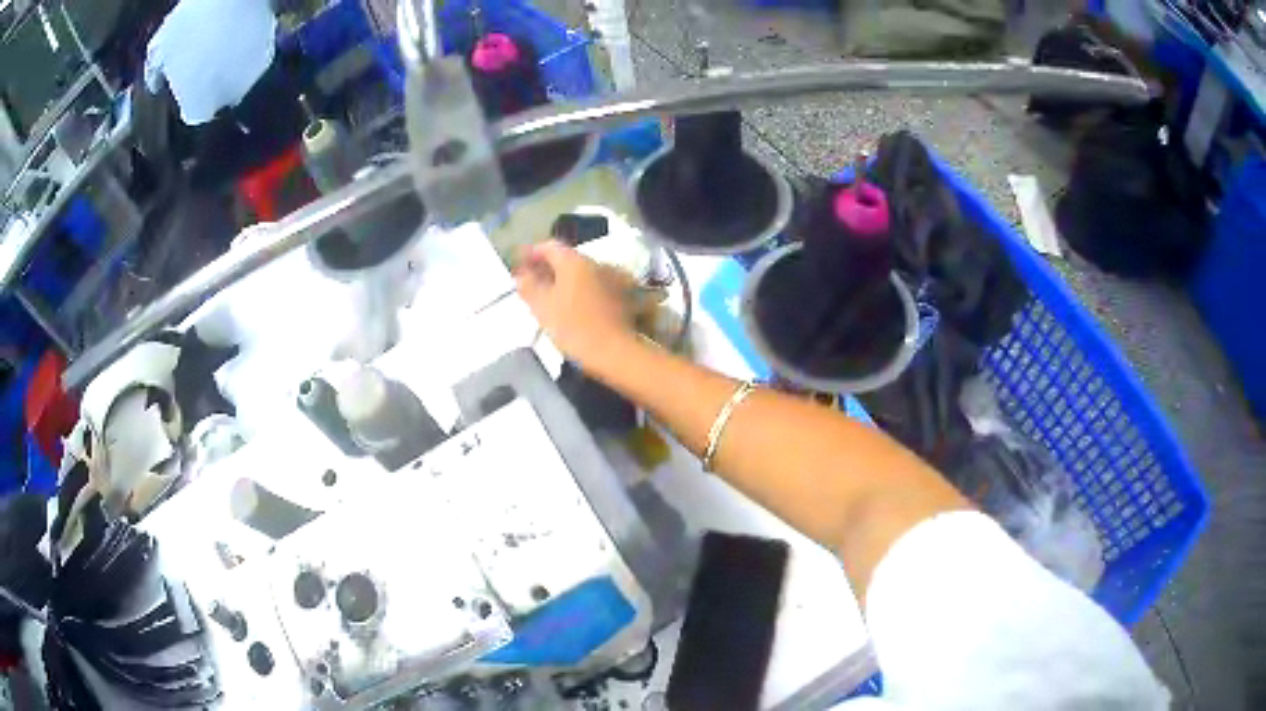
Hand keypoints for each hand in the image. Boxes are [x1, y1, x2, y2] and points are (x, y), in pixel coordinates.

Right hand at [515, 240, 638, 367]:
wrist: (614, 351)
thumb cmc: (574, 327)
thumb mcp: (542, 307)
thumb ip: (528, 286)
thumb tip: (521, 275)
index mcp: (574, 261)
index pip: (548, 247)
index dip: (531, 254)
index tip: (519, 265)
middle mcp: (594, 263)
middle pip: (566, 258)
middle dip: (546, 268)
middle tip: (530, 282)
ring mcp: (611, 278)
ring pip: (579, 273)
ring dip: (562, 279)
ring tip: (547, 296)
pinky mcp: (619, 295)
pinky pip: (592, 285)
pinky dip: (577, 289)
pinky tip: (569, 305)